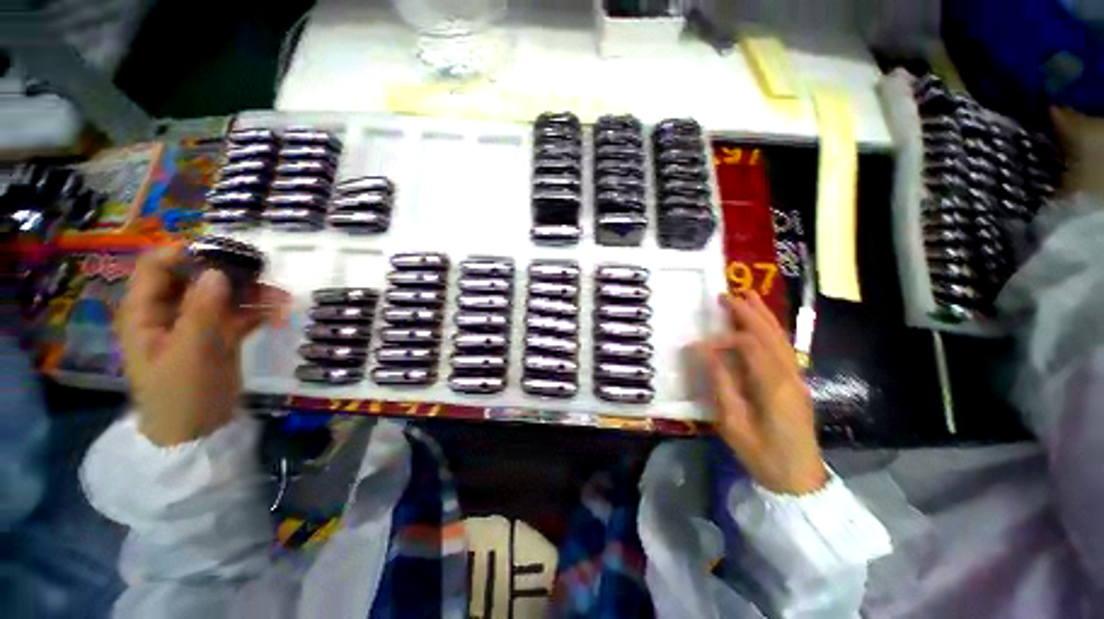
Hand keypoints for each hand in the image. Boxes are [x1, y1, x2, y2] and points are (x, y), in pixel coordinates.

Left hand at [116, 245, 289, 445]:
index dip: (186, 254)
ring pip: (225, 295)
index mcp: (146, 312)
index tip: (224, 254)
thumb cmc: (180, 394)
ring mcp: (197, 323)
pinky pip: (241, 314)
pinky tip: (280, 315)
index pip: (157, 266)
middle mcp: (170, 311)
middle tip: (264, 276)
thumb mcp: (189, 352)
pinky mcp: (220, 335)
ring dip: (254, 294)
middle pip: (197, 277)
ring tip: (283, 300)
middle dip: (231, 274)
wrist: (198, 432)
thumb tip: (217, 272)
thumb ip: (201, 311)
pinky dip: (260, 312)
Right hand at [695, 291, 825, 494]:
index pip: (750, 346)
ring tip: (747, 297)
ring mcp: (797, 378)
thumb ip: (720, 382)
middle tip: (728, 294)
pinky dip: (771, 330)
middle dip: (749, 312)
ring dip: (763, 315)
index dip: (725, 338)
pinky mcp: (796, 383)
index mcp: (774, 386)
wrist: (799, 479)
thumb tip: (703, 350)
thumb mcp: (733, 422)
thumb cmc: (762, 454)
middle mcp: (789, 375)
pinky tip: (761, 324)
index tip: (702, 343)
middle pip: (770, 335)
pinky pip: (784, 348)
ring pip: (781, 338)